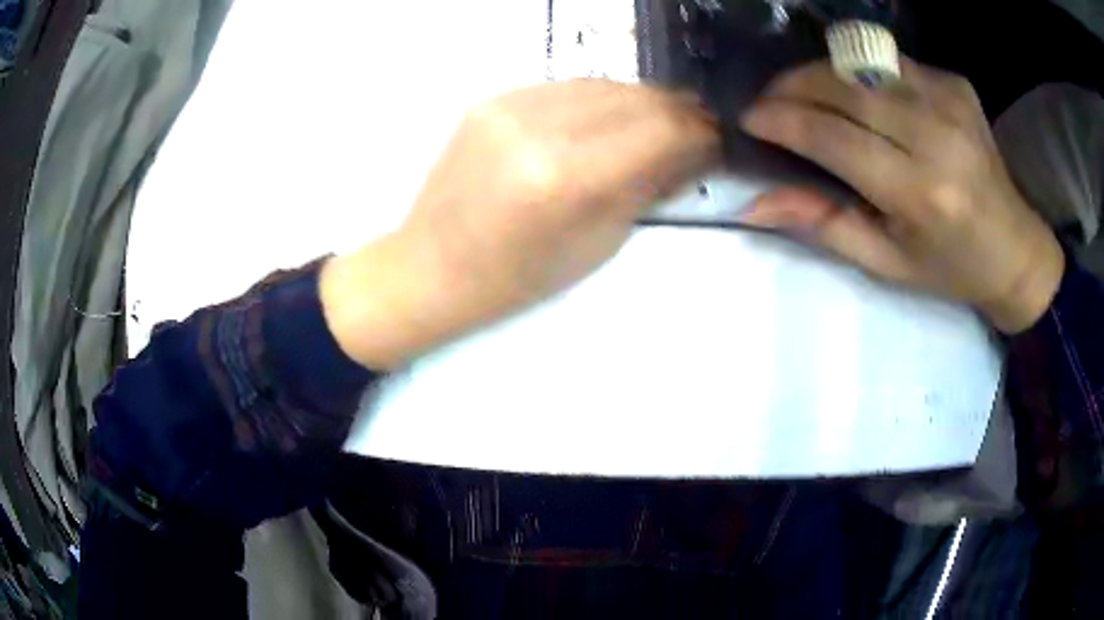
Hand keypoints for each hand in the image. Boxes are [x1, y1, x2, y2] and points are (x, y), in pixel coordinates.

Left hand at [322, 79, 719, 367]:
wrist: (430, 267)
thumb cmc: (516, 278)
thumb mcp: (597, 244)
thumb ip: (648, 187)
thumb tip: (693, 151)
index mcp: (566, 178)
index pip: (660, 130)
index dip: (700, 131)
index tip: (717, 140)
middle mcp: (537, 127)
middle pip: (635, 97)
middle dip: (677, 110)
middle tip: (698, 127)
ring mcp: (508, 105)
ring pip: (602, 83)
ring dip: (640, 100)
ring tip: (659, 121)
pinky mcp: (491, 98)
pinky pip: (564, 87)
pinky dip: (598, 99)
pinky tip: (608, 118)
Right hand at [740, 59, 1064, 333]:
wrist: (1015, 247)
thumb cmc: (950, 267)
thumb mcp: (886, 263)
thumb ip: (825, 224)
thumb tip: (757, 202)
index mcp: (919, 192)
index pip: (832, 137)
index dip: (781, 120)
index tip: (748, 118)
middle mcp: (935, 134)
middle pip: (842, 85)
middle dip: (791, 85)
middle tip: (768, 100)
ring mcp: (948, 99)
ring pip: (860, 61)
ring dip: (820, 73)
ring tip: (804, 93)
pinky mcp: (954, 82)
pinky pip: (889, 61)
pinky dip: (860, 71)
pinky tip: (858, 94)